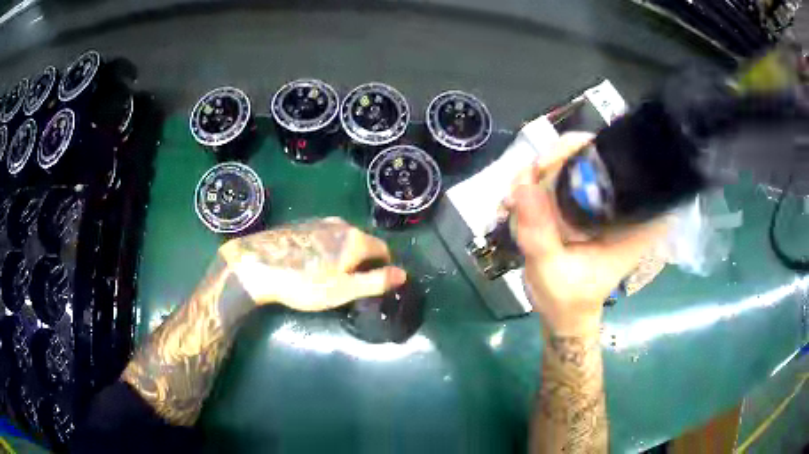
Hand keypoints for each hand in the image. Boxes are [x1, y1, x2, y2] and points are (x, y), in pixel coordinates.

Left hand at [218, 218, 406, 311]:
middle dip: (362, 262)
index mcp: (355, 239)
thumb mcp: (344, 290)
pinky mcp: (301, 224)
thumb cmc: (304, 283)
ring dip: (343, 255)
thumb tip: (403, 274)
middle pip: (363, 242)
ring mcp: (319, 221)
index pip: (383, 250)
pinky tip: (309, 263)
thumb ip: (376, 281)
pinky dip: (326, 248)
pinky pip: (324, 236)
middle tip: (349, 284)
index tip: (372, 284)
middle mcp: (341, 224)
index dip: (383, 267)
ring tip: (328, 275)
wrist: (257, 265)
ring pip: (342, 238)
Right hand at [507, 133, 667, 334]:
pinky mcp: (584, 204)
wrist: (564, 314)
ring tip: (513, 202)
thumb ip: (540, 233)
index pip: (621, 163)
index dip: (585, 149)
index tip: (548, 166)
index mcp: (634, 221)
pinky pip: (560, 176)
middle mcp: (622, 203)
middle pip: (590, 152)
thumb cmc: (568, 300)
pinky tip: (517, 205)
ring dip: (538, 174)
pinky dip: (535, 184)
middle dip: (552, 162)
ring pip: (570, 161)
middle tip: (522, 187)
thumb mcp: (552, 271)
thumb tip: (523, 183)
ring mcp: (601, 201)